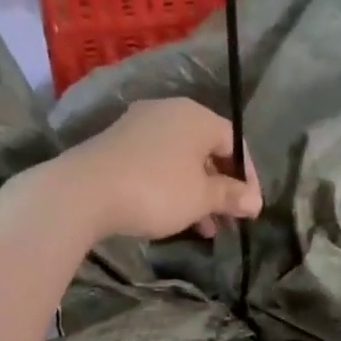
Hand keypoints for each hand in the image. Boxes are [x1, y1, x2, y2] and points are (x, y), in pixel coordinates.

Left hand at [50, 99, 262, 241]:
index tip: (249, 208)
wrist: (84, 191)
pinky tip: (172, 215)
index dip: (248, 176)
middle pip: (206, 150)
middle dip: (220, 187)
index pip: (234, 142)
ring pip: (180, 160)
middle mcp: (168, 112)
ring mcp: (138, 126)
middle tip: (228, 220)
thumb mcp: (201, 198)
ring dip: (196, 193)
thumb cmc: (156, 190)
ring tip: (204, 228)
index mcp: (196, 116)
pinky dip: (170, 187)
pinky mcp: (116, 144)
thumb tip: (255, 201)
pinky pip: (156, 163)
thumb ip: (230, 196)